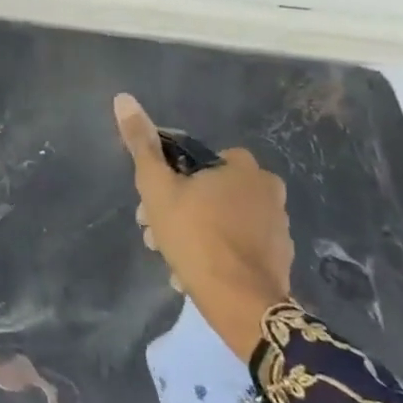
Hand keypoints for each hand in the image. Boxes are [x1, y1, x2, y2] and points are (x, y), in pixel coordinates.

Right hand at [113, 93, 293, 360]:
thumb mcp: (157, 188)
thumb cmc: (195, 236)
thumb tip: (123, 98)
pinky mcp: (280, 257)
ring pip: (220, 219)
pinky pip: (237, 245)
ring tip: (170, 258)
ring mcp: (278, 225)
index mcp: (242, 167)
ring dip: (193, 231)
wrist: (241, 304)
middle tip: (153, 231)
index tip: (149, 200)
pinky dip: (215, 252)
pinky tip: (194, 272)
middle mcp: (268, 189)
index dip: (167, 176)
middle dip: (176, 208)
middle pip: (207, 190)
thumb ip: (141, 145)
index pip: (195, 158)